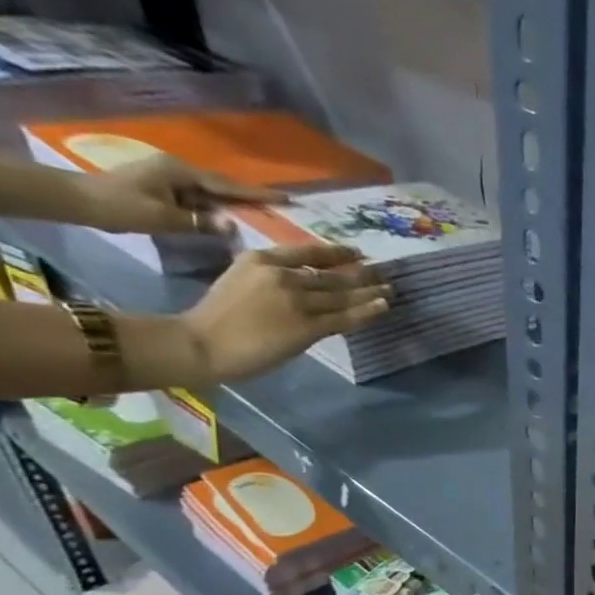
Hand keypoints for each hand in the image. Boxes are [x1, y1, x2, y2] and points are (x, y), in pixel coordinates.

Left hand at [72, 154, 286, 235]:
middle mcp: (179, 171)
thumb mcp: (162, 218)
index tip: (287, 198)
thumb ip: (200, 223)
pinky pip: (201, 201)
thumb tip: (234, 226)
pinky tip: (231, 219)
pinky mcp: (165, 190)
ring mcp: (171, 180)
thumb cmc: (118, 206)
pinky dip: (218, 209)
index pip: (228, 186)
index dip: (258, 193)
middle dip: (251, 196)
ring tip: (264, 215)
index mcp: (181, 173)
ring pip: (212, 194)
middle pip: (223, 187)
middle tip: (281, 206)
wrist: (76, 200)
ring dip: (235, 204)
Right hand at [177, 245, 389, 382]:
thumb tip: (304, 282)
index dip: (337, 253)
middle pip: (332, 275)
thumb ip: (271, 277)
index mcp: (262, 259)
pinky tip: (383, 307)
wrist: (203, 342)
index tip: (357, 252)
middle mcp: (283, 275)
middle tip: (384, 271)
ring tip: (390, 289)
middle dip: (362, 273)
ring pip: (342, 296)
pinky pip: (344, 318)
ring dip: (370, 292)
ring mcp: (297, 301)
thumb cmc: (219, 316)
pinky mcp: (307, 326)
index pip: (309, 252)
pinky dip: (367, 312)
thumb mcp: (241, 280)